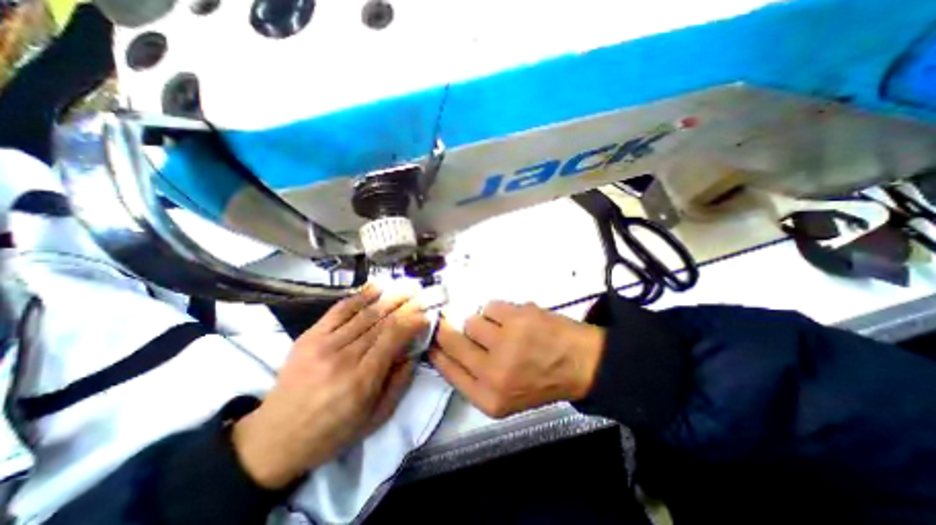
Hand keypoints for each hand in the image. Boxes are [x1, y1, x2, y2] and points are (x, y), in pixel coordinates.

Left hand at [233, 286, 426, 490]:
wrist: (275, 439)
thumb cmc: (333, 432)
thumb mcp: (376, 417)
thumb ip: (400, 382)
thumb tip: (414, 351)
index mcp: (362, 379)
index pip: (394, 336)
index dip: (413, 320)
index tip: (427, 314)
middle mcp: (344, 356)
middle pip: (382, 319)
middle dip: (407, 303)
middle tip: (423, 292)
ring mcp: (323, 343)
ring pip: (365, 312)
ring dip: (390, 295)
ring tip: (408, 286)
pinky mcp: (309, 336)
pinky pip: (340, 309)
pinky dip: (361, 296)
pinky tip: (377, 286)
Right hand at [426, 304, 603, 418]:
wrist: (582, 365)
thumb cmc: (541, 381)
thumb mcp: (504, 397)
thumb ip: (473, 378)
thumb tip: (445, 349)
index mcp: (489, 398)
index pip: (447, 369)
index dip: (437, 351)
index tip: (432, 339)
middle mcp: (494, 372)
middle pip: (452, 340)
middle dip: (447, 329)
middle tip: (449, 322)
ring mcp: (506, 342)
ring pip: (472, 320)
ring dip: (482, 322)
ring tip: (501, 329)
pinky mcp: (518, 317)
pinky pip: (490, 306)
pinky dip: (498, 311)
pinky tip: (514, 320)